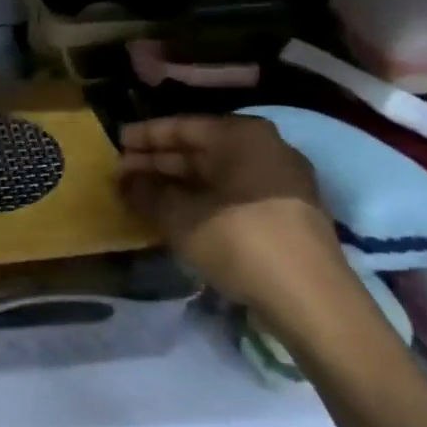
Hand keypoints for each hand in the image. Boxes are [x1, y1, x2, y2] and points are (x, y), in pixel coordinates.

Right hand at [118, 115, 351, 324]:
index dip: (145, 136)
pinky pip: (234, 194)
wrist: (311, 299)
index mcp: (242, 135)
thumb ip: (145, 193)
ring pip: (217, 174)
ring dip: (179, 184)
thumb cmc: (239, 239)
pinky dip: (204, 200)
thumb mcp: (179, 216)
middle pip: (200, 149)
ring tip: (142, 194)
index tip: (115, 142)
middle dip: (159, 162)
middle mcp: (265, 148)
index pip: (182, 126)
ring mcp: (281, 181)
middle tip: (122, 172)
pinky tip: (178, 214)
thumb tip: (122, 181)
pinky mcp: (288, 213)